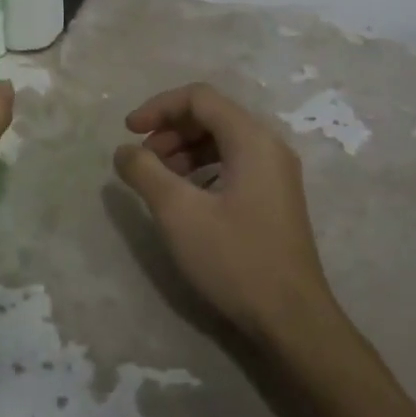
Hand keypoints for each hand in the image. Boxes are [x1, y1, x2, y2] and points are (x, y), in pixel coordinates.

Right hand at [113, 83, 339, 346]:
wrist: (292, 319)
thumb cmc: (235, 259)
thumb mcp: (179, 213)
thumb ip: (145, 173)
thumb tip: (123, 151)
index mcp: (252, 140)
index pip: (200, 98)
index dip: (159, 107)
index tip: (128, 131)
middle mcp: (269, 147)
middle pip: (212, 115)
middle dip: (170, 129)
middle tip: (142, 160)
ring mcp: (276, 173)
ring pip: (222, 141)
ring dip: (184, 150)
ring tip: (158, 179)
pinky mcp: (275, 197)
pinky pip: (234, 164)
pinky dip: (202, 168)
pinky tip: (185, 196)